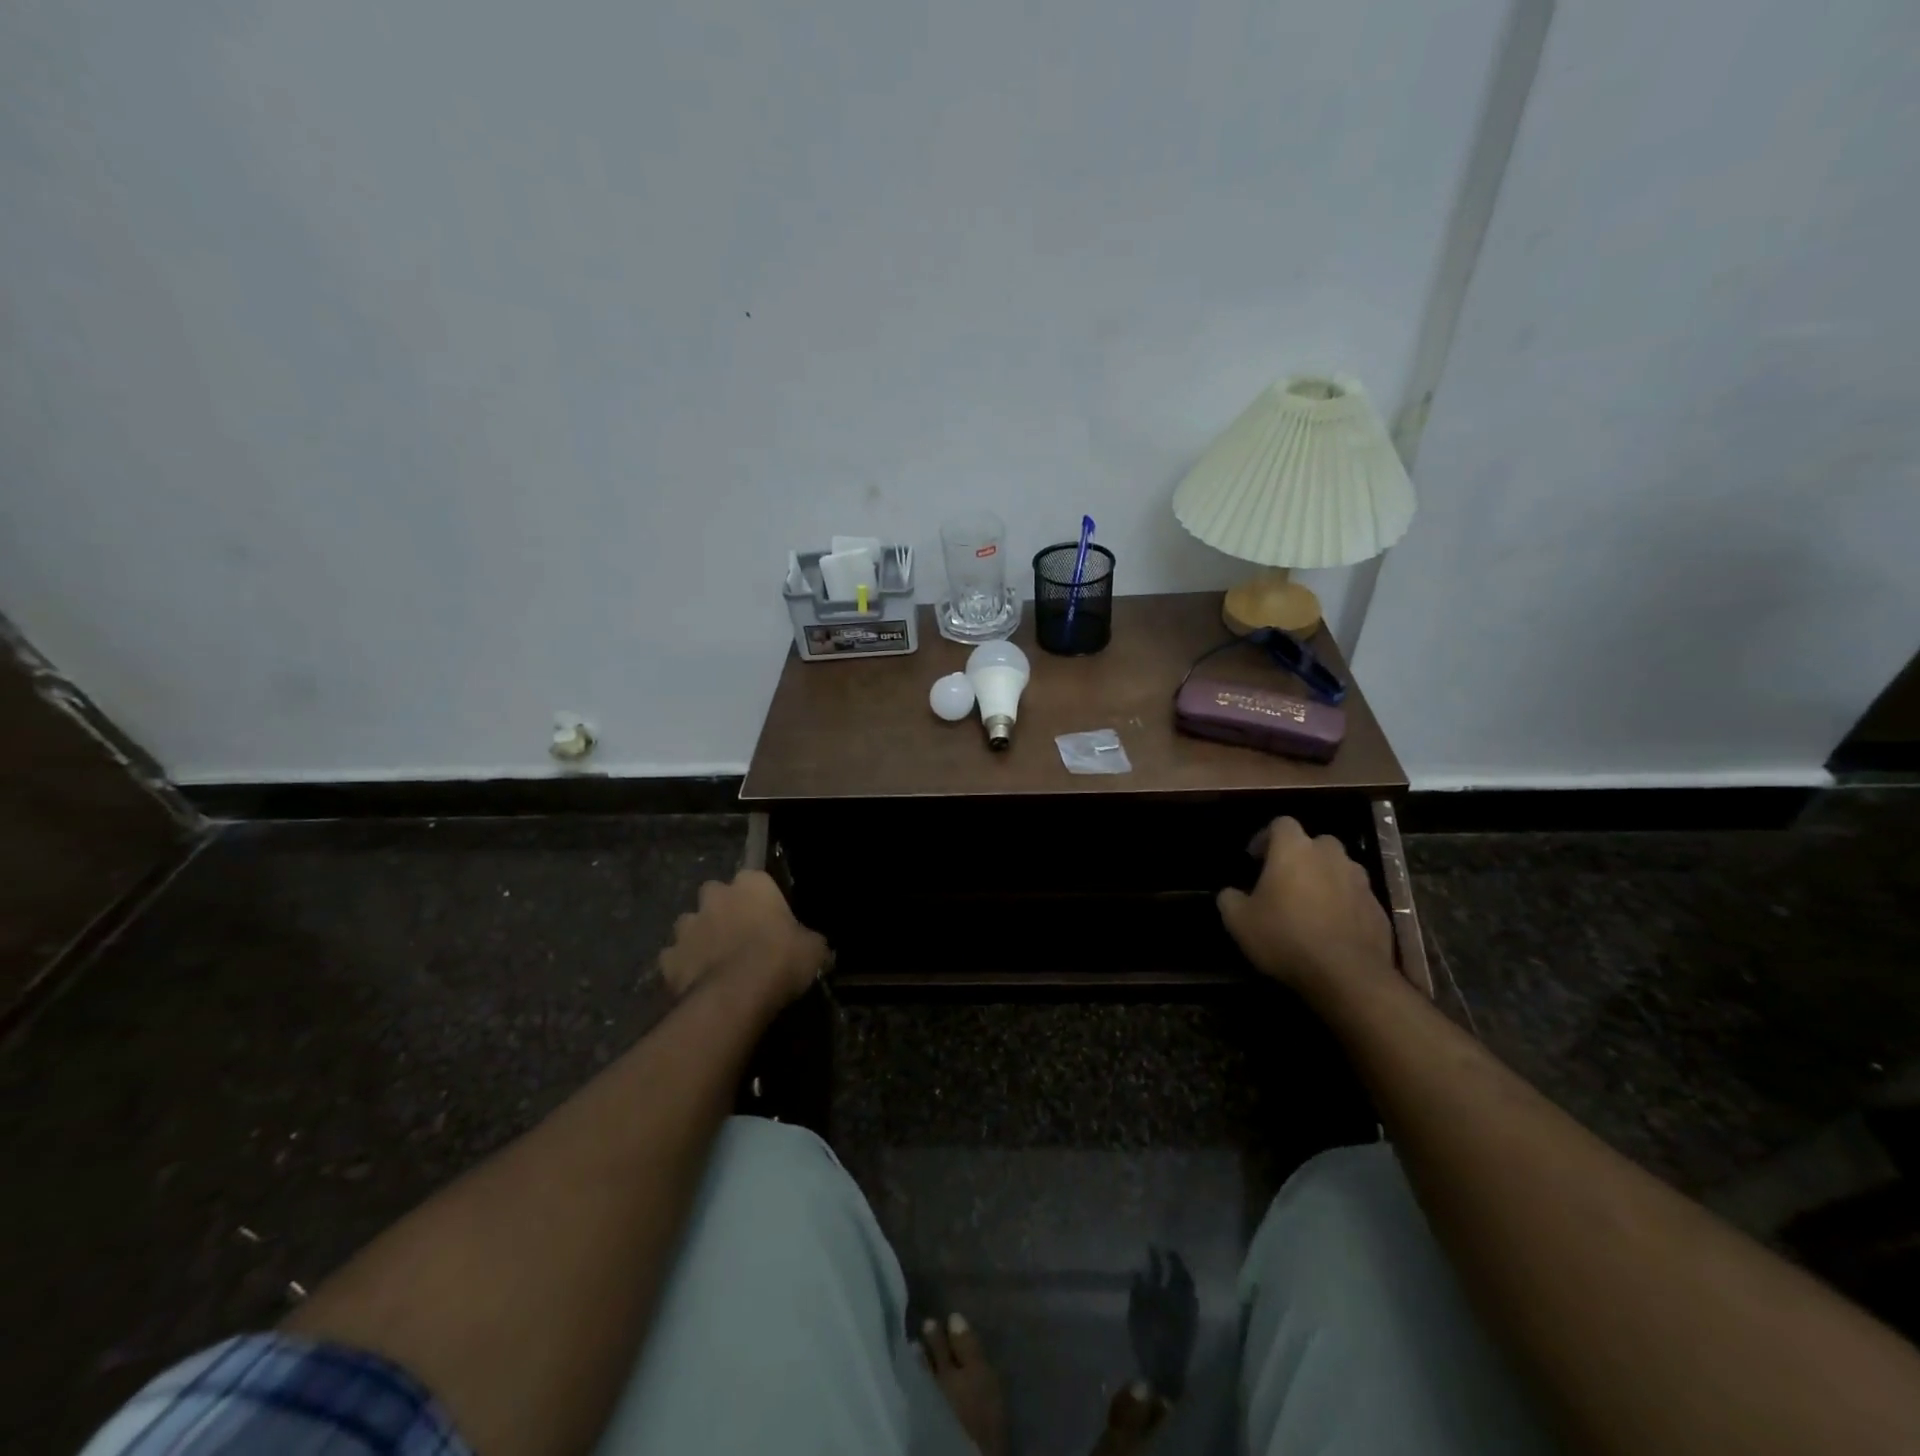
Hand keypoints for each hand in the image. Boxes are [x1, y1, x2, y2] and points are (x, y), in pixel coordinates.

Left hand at [658, 871, 828, 1006]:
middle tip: (740, 936)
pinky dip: (684, 967)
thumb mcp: (814, 948)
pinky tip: (698, 984)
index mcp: (752, 883)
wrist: (737, 996)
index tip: (768, 918)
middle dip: (723, 910)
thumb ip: (809, 941)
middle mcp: (715, 896)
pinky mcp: (668, 958)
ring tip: (717, 962)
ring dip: (701, 937)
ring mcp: (687, 926)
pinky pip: (675, 958)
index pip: (755, 879)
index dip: (761, 899)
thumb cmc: (781, 959)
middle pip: (716, 895)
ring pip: (691, 925)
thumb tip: (814, 948)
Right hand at [1217, 818, 1395, 1002]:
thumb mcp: (1238, 921)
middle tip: (1284, 880)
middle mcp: (1330, 856)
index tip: (1255, 859)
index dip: (1266, 837)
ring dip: (1324, 879)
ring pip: (1339, 868)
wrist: (1347, 975)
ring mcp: (1360, 881)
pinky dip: (1344, 904)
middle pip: (1315, 843)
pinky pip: (1356, 896)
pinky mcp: (1379, 908)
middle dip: (1300, 856)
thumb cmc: (1285, 937)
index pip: (1281, 823)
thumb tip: (1231, 893)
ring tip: (1310, 905)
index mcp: (1294, 849)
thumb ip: (1229, 898)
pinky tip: (1332, 928)